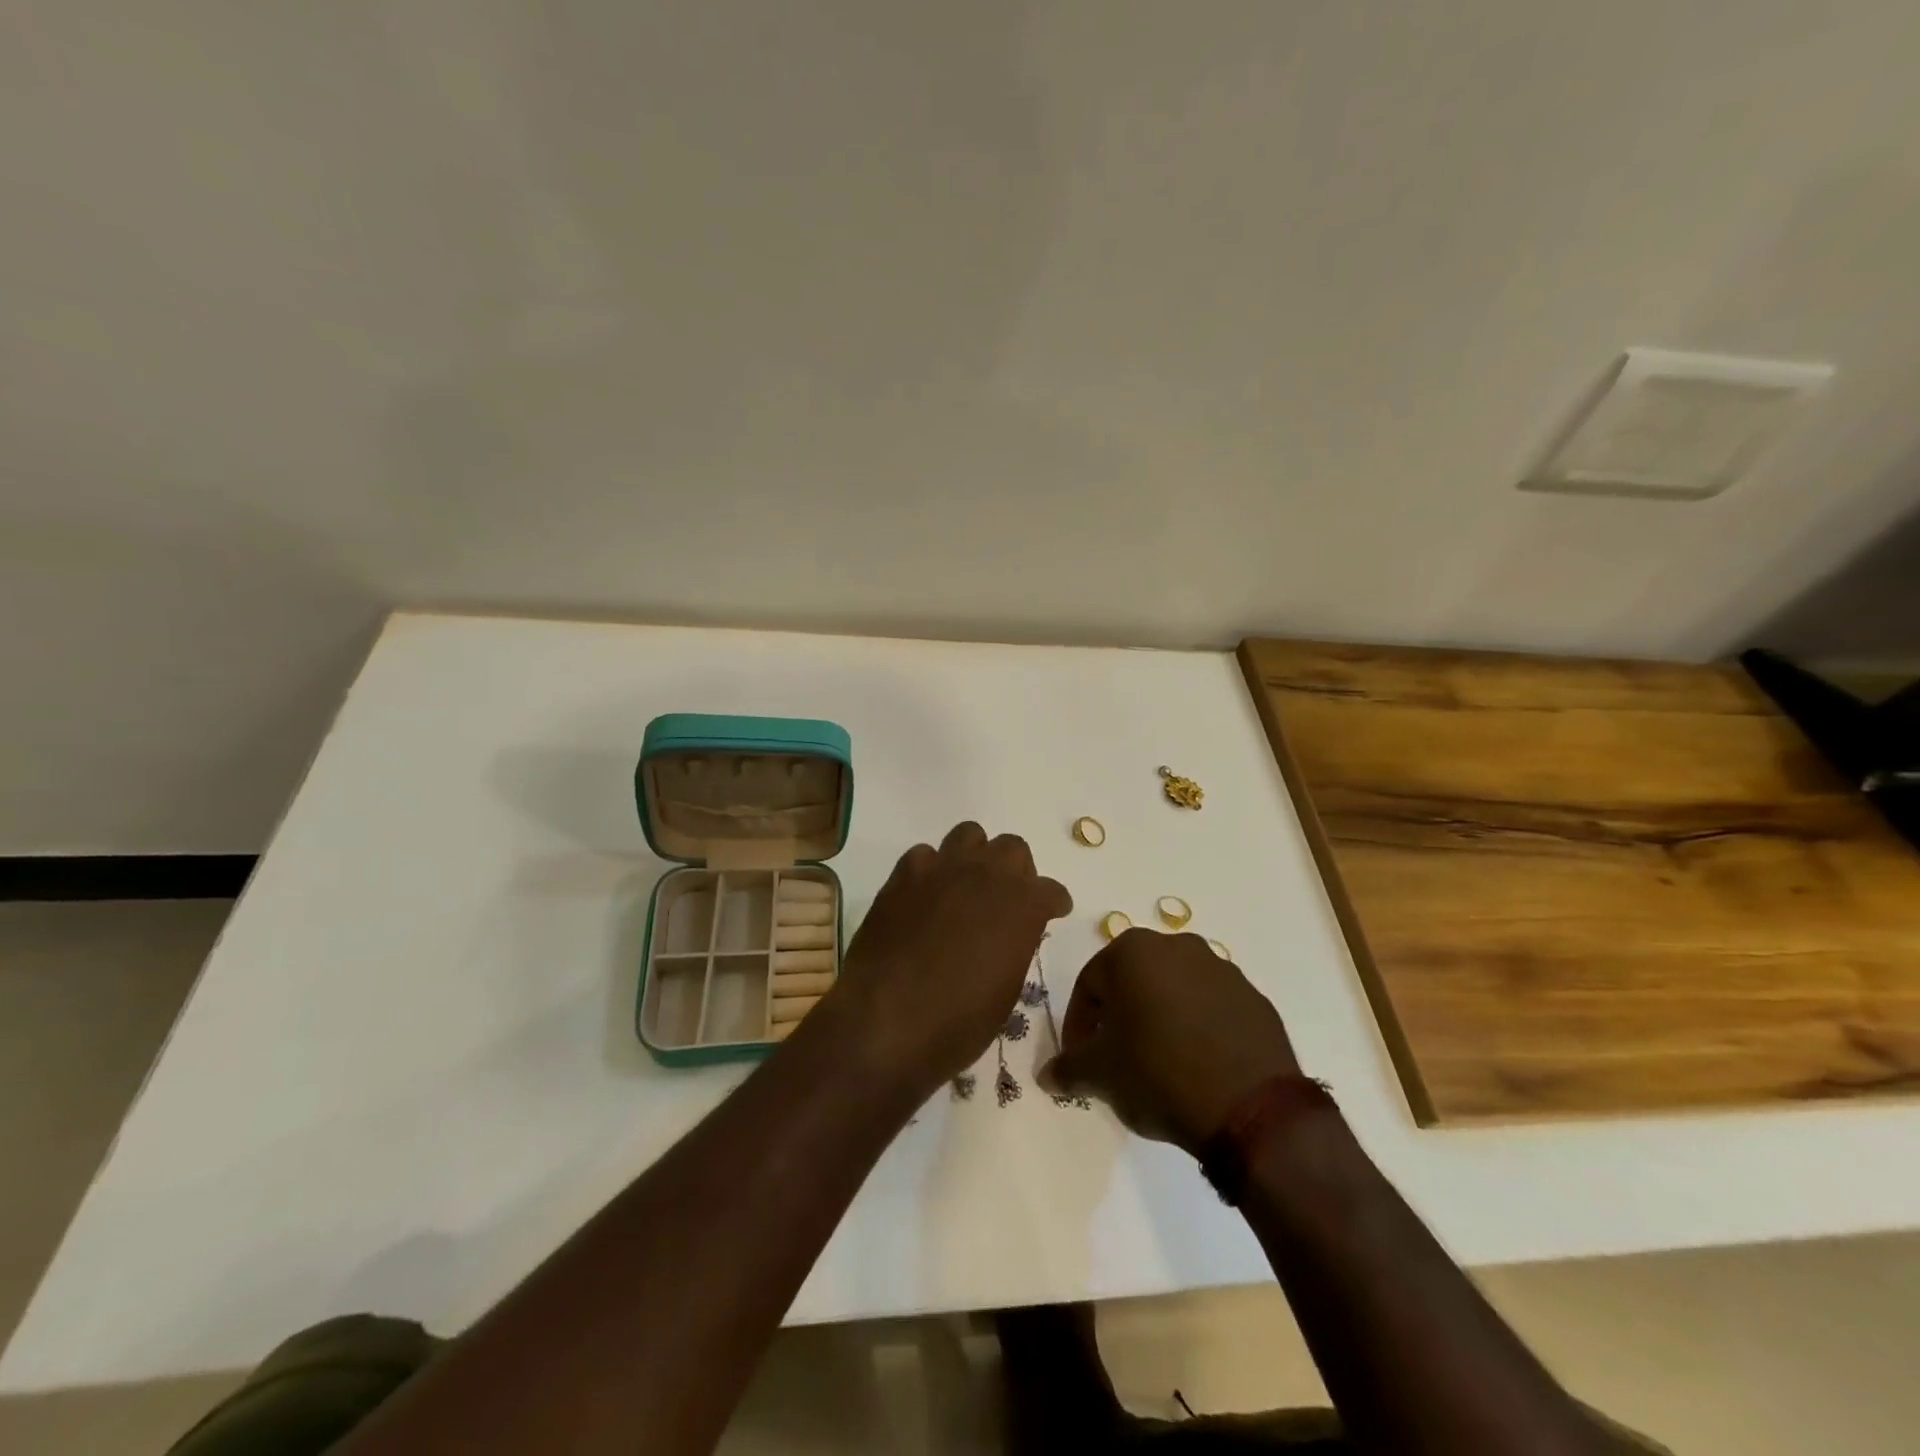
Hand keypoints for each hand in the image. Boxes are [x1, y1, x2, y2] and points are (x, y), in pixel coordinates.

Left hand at [827, 823, 1071, 1098]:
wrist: (886, 1019)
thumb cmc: (957, 1021)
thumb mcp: (1006, 992)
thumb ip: (1015, 947)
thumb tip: (1010, 934)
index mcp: (1023, 905)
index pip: (1052, 891)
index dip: (1053, 904)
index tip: (1051, 914)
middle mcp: (988, 875)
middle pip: (1013, 848)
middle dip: (1015, 870)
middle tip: (1005, 899)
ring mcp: (943, 868)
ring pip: (969, 834)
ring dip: (974, 856)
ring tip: (965, 886)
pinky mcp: (904, 873)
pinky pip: (925, 855)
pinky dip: (930, 870)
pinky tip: (924, 897)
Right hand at [1041, 929, 1299, 1154]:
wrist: (1251, 1108)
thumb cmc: (1158, 1074)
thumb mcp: (1100, 1075)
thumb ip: (1068, 1068)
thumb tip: (1048, 1075)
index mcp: (1133, 951)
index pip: (1089, 984)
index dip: (1078, 1024)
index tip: (1079, 1059)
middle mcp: (1177, 946)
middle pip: (1132, 981)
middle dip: (1119, 1016)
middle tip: (1115, 1059)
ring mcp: (1221, 969)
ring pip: (1173, 991)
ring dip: (1159, 1019)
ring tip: (1157, 1065)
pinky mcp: (1254, 998)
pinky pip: (1211, 1008)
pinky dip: (1196, 1028)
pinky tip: (1196, 1066)